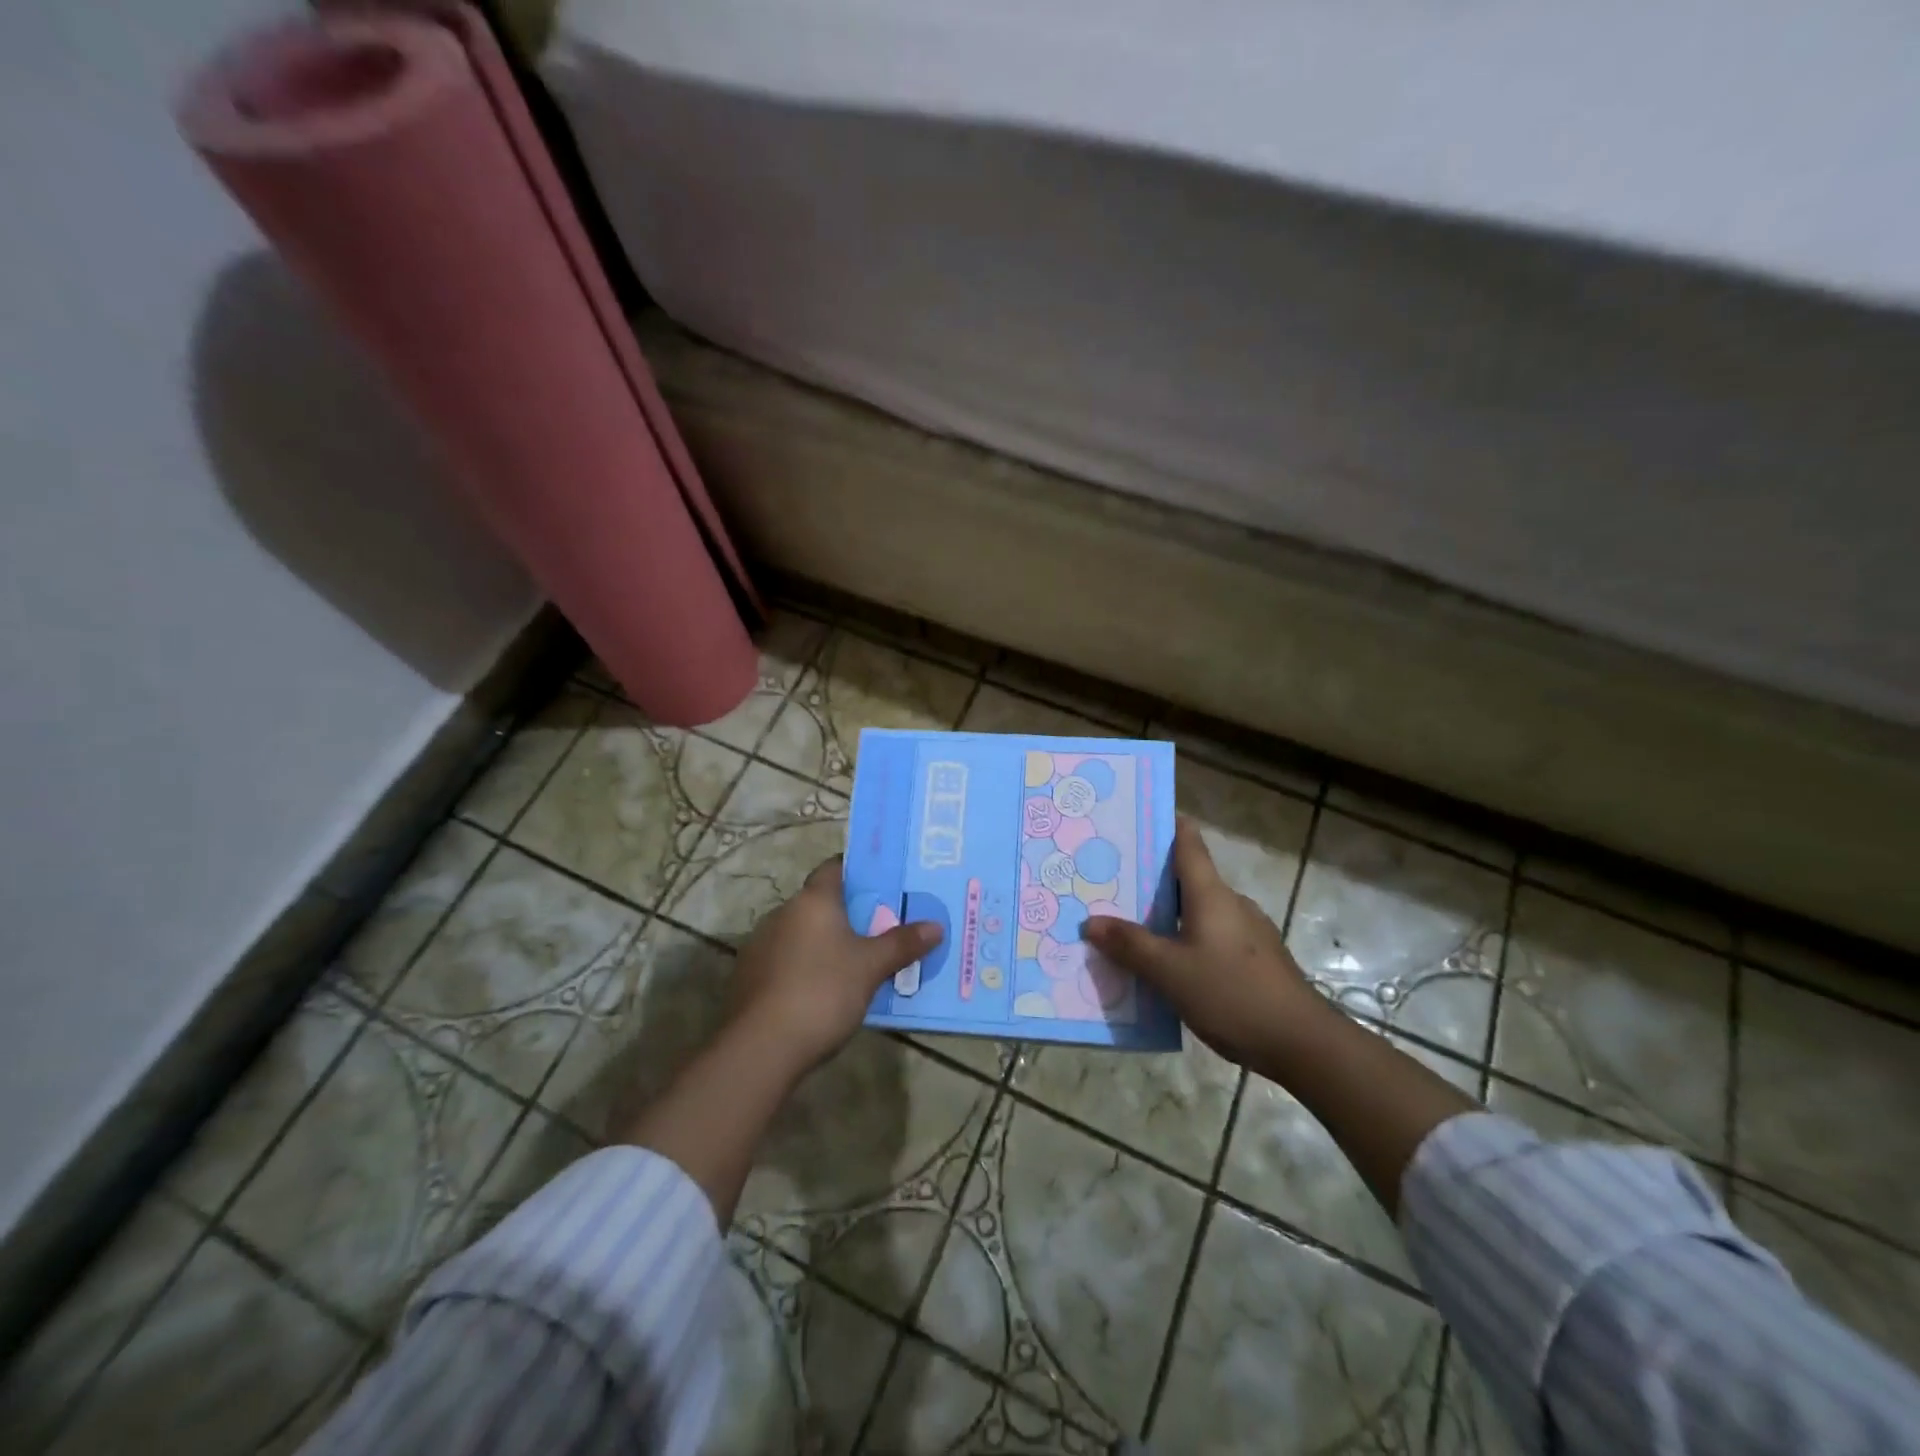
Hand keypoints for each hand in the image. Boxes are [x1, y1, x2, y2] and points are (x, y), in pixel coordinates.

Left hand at [728, 857, 942, 1078]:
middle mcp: (782, 913)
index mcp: (812, 901)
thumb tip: (936, 926)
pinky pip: (785, 960)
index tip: (882, 882)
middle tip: (880, 926)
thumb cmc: (823, 992)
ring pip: (801, 933)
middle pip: (819, 902)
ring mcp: (760, 945)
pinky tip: (822, 990)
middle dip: (847, 913)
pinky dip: (804, 966)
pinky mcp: (749, 976)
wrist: (761, 1047)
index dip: (858, 871)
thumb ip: (902, 943)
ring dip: (824, 942)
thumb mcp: (871, 967)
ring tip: (855, 962)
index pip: (834, 867)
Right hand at [1081, 816, 1333, 1068]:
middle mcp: (1231, 903)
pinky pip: (1211, 937)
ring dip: (1168, 915)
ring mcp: (1248, 932)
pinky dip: (1186, 940)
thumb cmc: (1232, 994)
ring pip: (1199, 912)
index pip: (1189, 843)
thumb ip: (1130, 945)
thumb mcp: (1169, 972)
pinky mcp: (1255, 959)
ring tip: (1131, 928)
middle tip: (1112, 883)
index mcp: (1211, 894)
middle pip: (1188, 878)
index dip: (1167, 825)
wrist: (1302, 1043)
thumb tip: (1091, 922)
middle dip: (1151, 879)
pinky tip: (1168, 965)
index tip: (1138, 819)